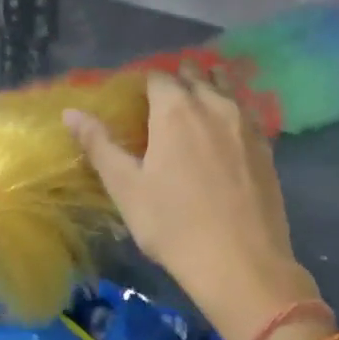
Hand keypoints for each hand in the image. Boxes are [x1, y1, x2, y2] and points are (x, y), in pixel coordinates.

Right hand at [65, 71, 319, 339]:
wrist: (241, 262)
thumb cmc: (173, 226)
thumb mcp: (126, 188)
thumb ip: (99, 145)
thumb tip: (70, 112)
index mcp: (176, 110)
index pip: (157, 77)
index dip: (144, 84)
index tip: (136, 101)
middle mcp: (214, 106)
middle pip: (195, 78)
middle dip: (179, 81)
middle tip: (164, 104)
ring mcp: (247, 125)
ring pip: (227, 90)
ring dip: (210, 89)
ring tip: (197, 106)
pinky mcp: (268, 148)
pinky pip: (247, 115)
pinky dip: (233, 113)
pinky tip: (228, 133)